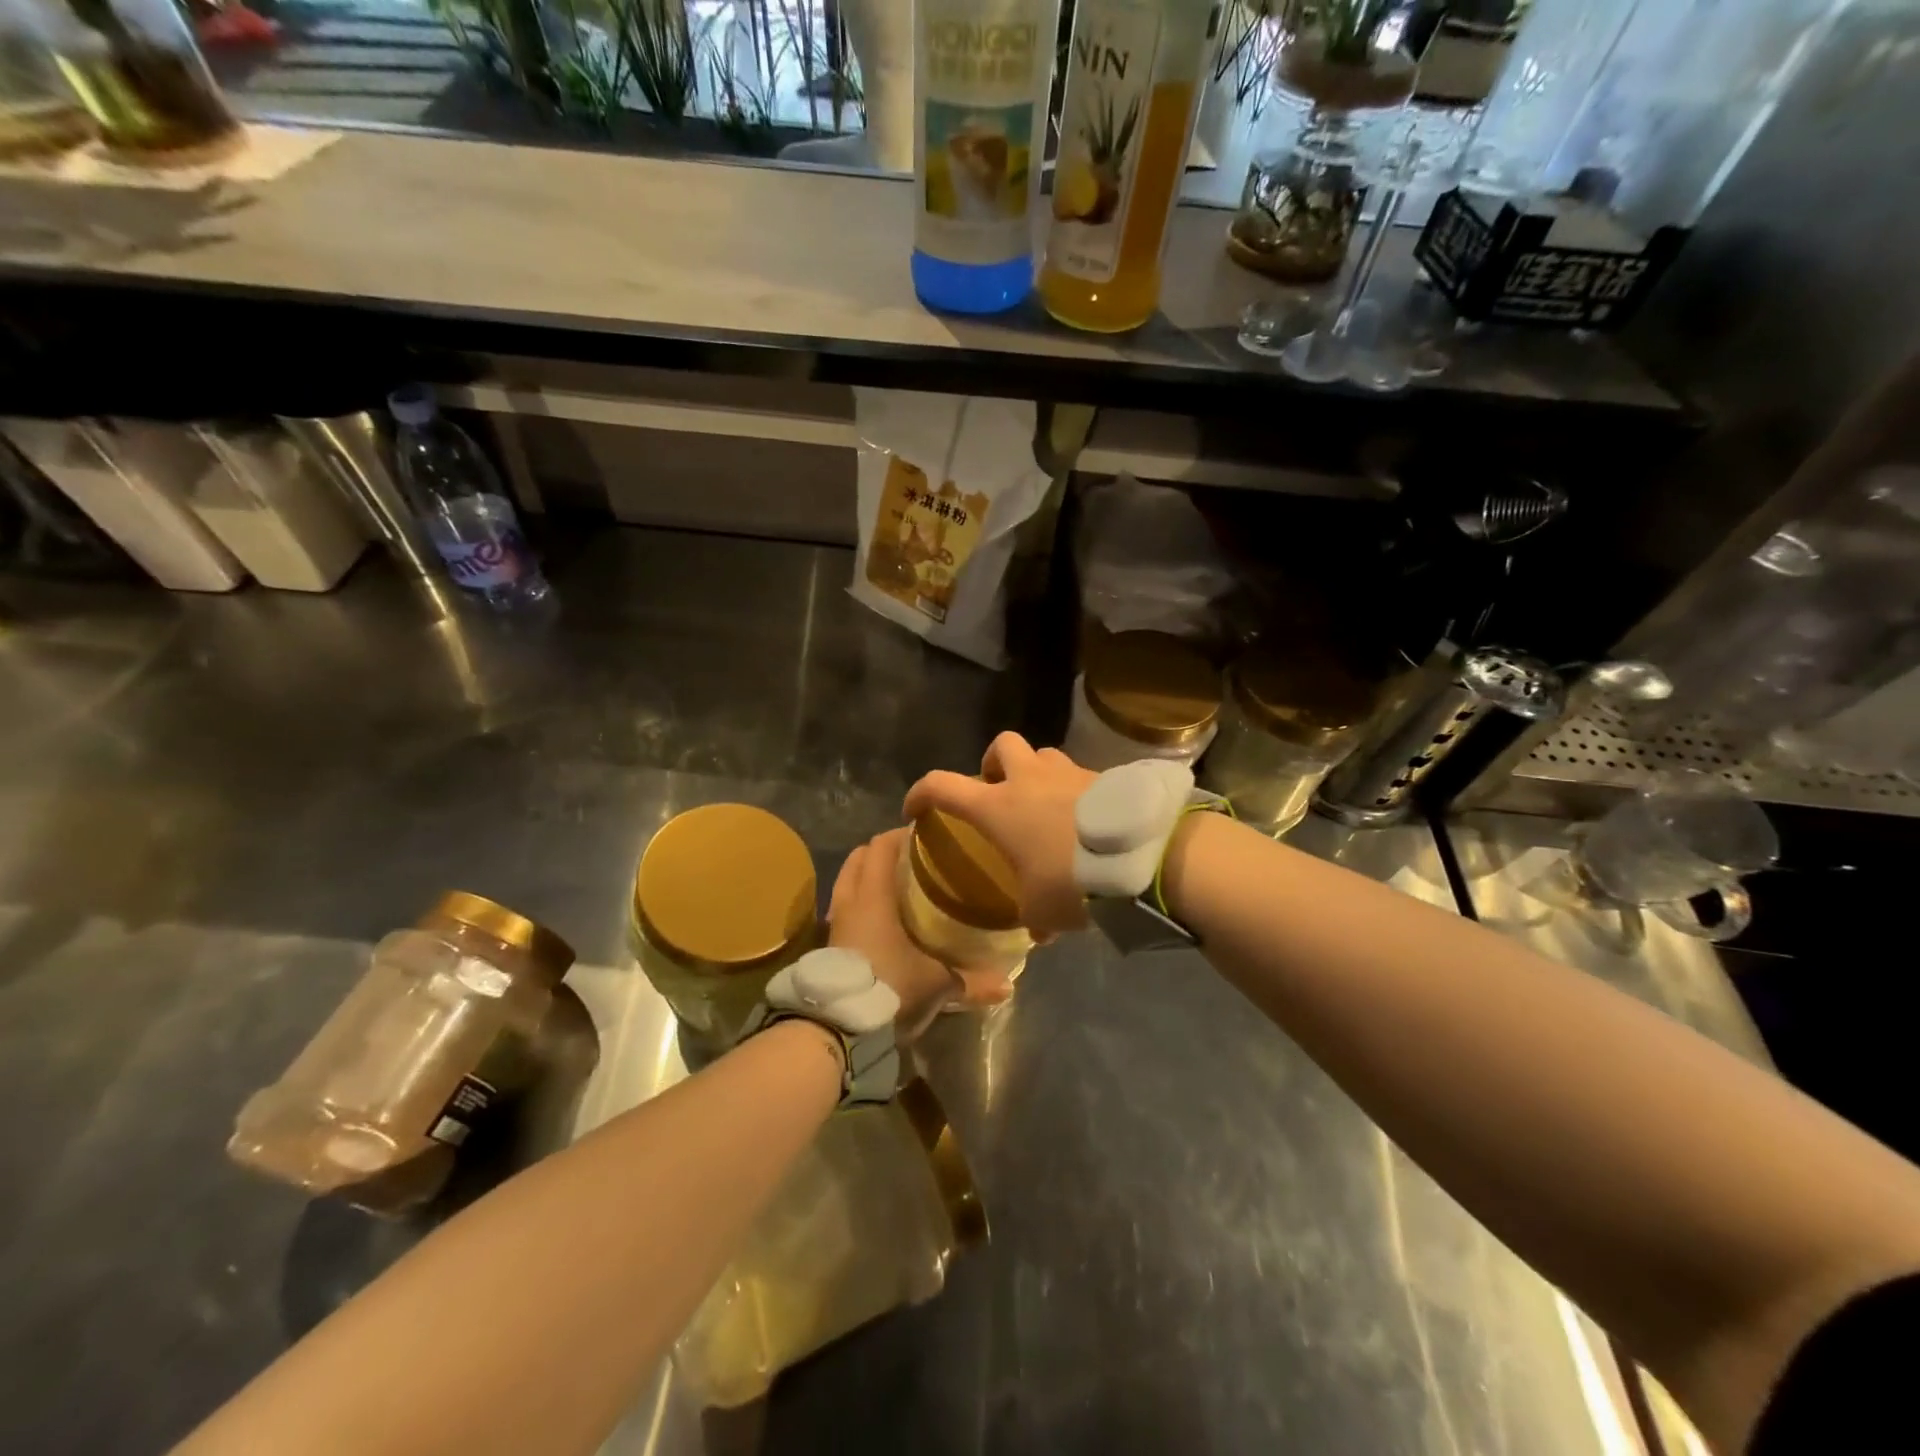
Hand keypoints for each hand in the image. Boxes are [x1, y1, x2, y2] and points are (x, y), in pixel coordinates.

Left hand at [827, 828, 1009, 1039]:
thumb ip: (971, 981)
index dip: (901, 834)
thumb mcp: (936, 985)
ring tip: (897, 887)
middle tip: (912, 859)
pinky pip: (844, 909)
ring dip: (867, 877)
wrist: (838, 1029)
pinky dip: (860, 904)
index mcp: (874, 896)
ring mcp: (835, 923)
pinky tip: (881, 920)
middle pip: (858, 858)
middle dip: (882, 852)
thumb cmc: (890, 988)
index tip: (926, 836)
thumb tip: (1007, 985)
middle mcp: (850, 901)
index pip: (881, 846)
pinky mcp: (829, 945)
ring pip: (847, 882)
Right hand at [903, 732, 1096, 939]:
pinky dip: (1075, 790)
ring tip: (1046, 805)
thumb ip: (1032, 916)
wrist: (1140, 856)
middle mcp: (1029, 779)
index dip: (921, 793)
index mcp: (998, 807)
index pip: (943, 786)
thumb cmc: (1072, 880)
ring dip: (1037, 773)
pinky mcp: (1104, 776)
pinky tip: (1086, 820)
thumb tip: (1039, 932)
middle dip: (994, 763)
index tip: (916, 808)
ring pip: (1044, 755)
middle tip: (999, 790)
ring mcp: (1069, 772)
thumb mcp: (1042, 910)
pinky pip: (1080, 775)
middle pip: (1002, 745)